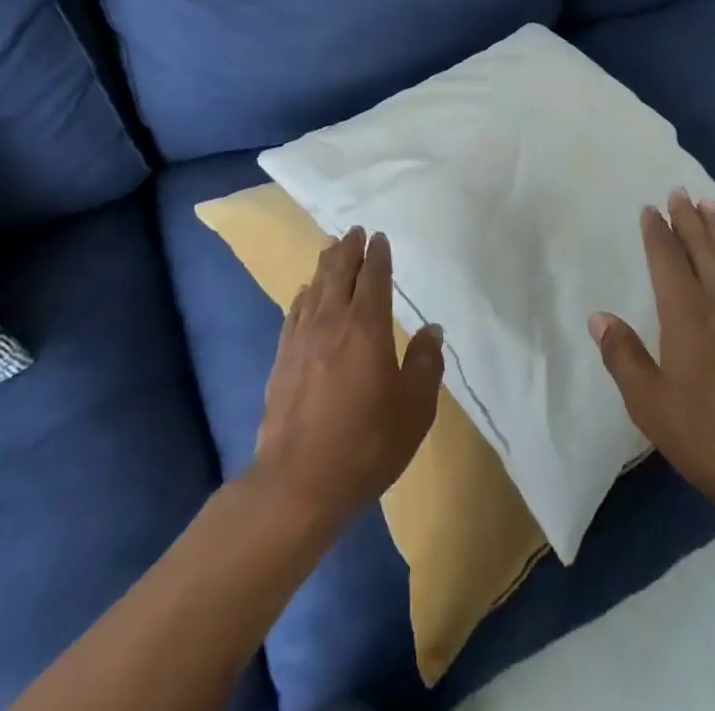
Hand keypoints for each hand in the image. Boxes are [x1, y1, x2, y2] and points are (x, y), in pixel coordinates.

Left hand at [250, 227, 444, 531]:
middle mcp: (332, 322)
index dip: (377, 255)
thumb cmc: (367, 443)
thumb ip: (425, 364)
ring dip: (325, 265)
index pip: (374, 278)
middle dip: (349, 249)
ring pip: (316, 288)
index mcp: (367, 326)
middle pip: (340, 274)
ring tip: (330, 247)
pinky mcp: (282, 360)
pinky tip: (304, 293)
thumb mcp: (414, 408)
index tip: (379, 237)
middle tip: (353, 231)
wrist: (299, 483)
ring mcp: (302, 340)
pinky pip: (294, 314)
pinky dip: (303, 296)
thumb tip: (432, 329)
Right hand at [590, 191, 714, 525]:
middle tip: (680, 191)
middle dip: (688, 220)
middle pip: (702, 250)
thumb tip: (599, 317)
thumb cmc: (710, 437)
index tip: (650, 208)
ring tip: (711, 207)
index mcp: (687, 315)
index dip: (656, 233)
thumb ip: (624, 357)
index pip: (667, 260)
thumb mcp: (651, 405)